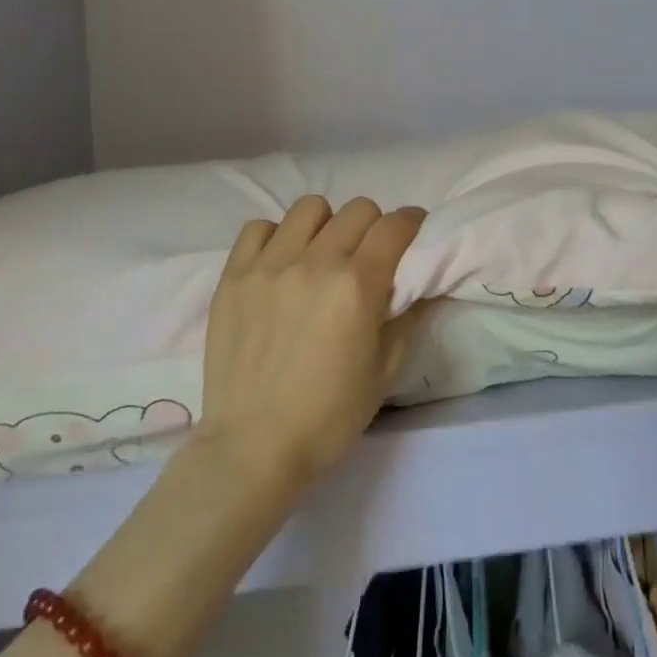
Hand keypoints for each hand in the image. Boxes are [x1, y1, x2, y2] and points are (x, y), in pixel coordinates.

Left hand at [194, 195, 426, 485]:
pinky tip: (281, 264)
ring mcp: (269, 266)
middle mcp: (316, 262)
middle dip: (375, 226)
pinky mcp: (233, 277)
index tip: (414, 234)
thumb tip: (423, 284)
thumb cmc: (330, 416)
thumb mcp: (386, 371)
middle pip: (358, 210)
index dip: (413, 223)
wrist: (253, 448)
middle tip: (370, 256)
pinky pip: (258, 228)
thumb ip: (408, 317)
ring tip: (323, 254)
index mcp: (358, 285)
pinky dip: (277, 237)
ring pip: (310, 208)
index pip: (395, 225)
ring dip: (327, 225)